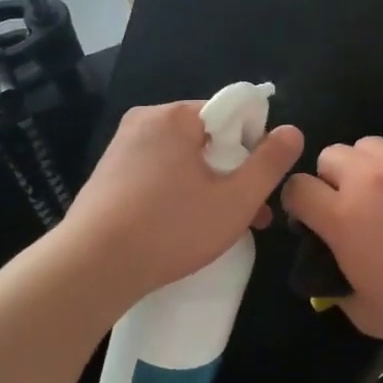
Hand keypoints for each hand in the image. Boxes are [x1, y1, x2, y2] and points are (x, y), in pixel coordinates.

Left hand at [66, 101, 304, 300]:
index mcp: (174, 116)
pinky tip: (183, 229)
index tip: (259, 184)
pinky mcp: (107, 175)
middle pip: (206, 138)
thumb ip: (269, 163)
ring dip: (209, 188)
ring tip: (223, 229)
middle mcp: (144, 121)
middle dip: (233, 173)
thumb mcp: (235, 199)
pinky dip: (177, 194)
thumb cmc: (170, 228)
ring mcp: (121, 148)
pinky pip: (156, 174)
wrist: (91, 268)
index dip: (254, 146)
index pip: (230, 114)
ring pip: (182, 160)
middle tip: (251, 215)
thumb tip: (292, 131)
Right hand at [281, 134, 382, 352]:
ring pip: (367, 145)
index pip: (296, 188)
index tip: (316, 220)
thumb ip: (336, 288)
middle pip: (329, 156)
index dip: (301, 204)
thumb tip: (330, 269)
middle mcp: (368, 178)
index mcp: (344, 217)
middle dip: (332, 181)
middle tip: (355, 208)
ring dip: (368, 167)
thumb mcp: (367, 315)